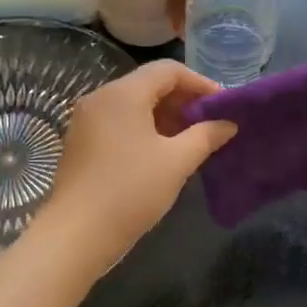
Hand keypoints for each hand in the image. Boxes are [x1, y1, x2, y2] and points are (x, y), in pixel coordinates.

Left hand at [36, 61, 236, 270]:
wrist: (77, 235)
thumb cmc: (131, 191)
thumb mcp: (177, 162)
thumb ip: (206, 136)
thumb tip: (229, 123)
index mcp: (123, 94)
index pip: (168, 70)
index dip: (200, 83)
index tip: (222, 106)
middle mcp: (101, 98)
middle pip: (149, 84)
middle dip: (183, 100)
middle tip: (210, 123)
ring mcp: (87, 120)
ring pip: (134, 104)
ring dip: (165, 116)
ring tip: (191, 140)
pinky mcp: (81, 142)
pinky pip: (119, 122)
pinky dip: (145, 128)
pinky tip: (162, 153)